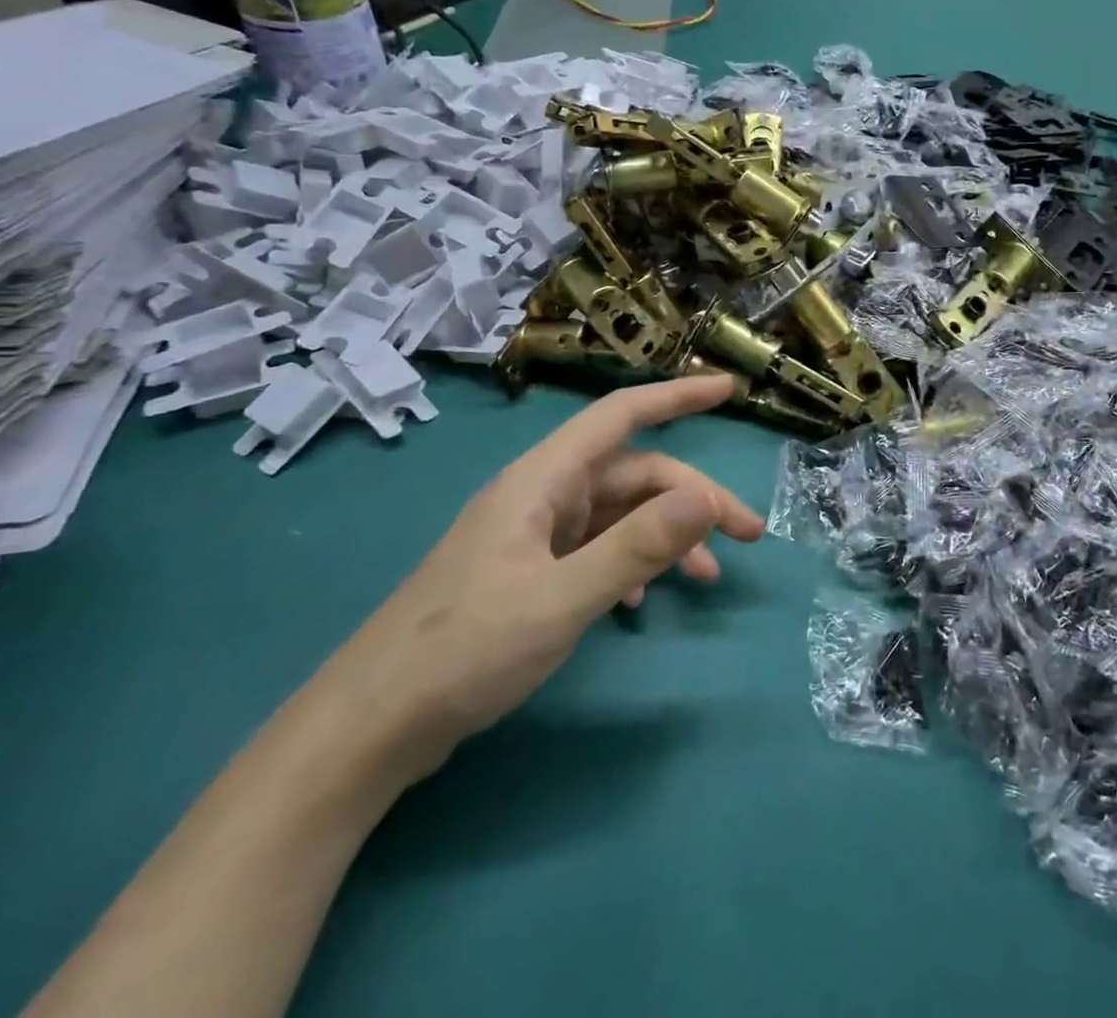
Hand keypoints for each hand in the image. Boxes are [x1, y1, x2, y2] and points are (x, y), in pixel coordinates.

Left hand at [312, 375, 763, 782]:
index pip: (621, 415)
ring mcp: (534, 535)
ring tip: (708, 577)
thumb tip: (707, 498)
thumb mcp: (562, 601)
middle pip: (635, 474)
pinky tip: (644, 601)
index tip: (728, 389)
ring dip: (669, 535)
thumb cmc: (463, 653)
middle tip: (747, 536)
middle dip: (695, 497)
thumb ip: (638, 547)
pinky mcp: (529, 571)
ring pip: (621, 513)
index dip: (677, 396)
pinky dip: (634, 563)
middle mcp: (542, 495)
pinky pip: (598, 548)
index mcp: (543, 481)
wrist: (369, 728)